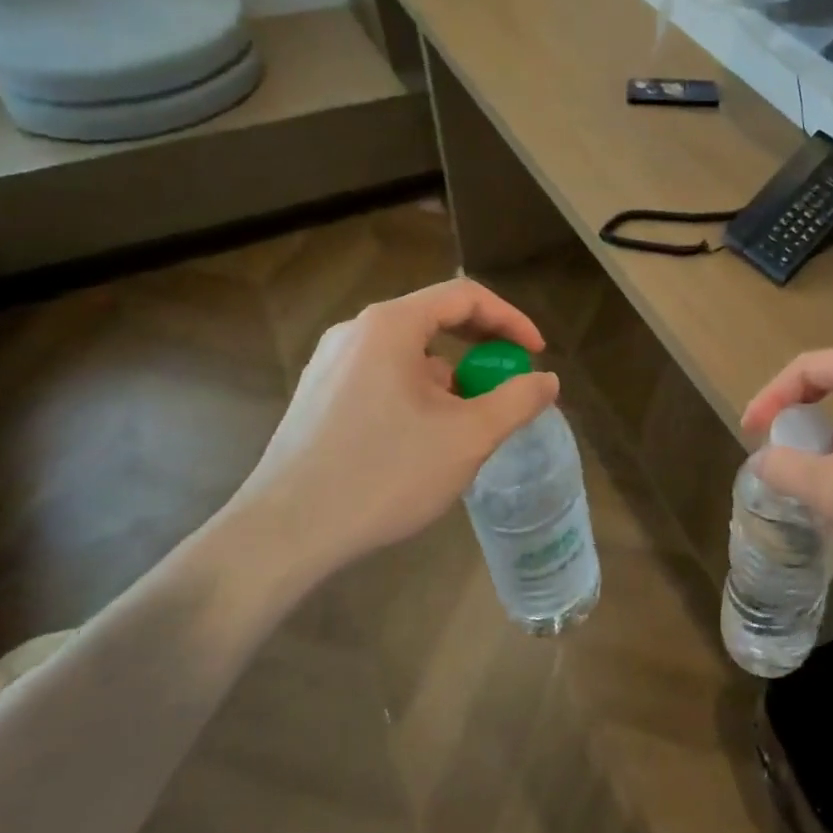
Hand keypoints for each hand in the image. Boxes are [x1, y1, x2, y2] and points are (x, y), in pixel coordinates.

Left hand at [233, 279, 559, 577]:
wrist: (283, 535)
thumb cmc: (384, 473)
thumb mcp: (469, 437)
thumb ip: (517, 400)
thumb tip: (548, 380)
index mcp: (391, 326)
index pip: (465, 296)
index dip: (510, 319)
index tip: (535, 354)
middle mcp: (356, 332)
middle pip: (435, 319)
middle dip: (482, 347)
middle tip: (509, 379)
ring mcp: (331, 364)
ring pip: (410, 353)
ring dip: (451, 375)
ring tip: (469, 420)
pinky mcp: (318, 396)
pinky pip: (384, 376)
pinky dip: (419, 392)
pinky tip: (425, 438)